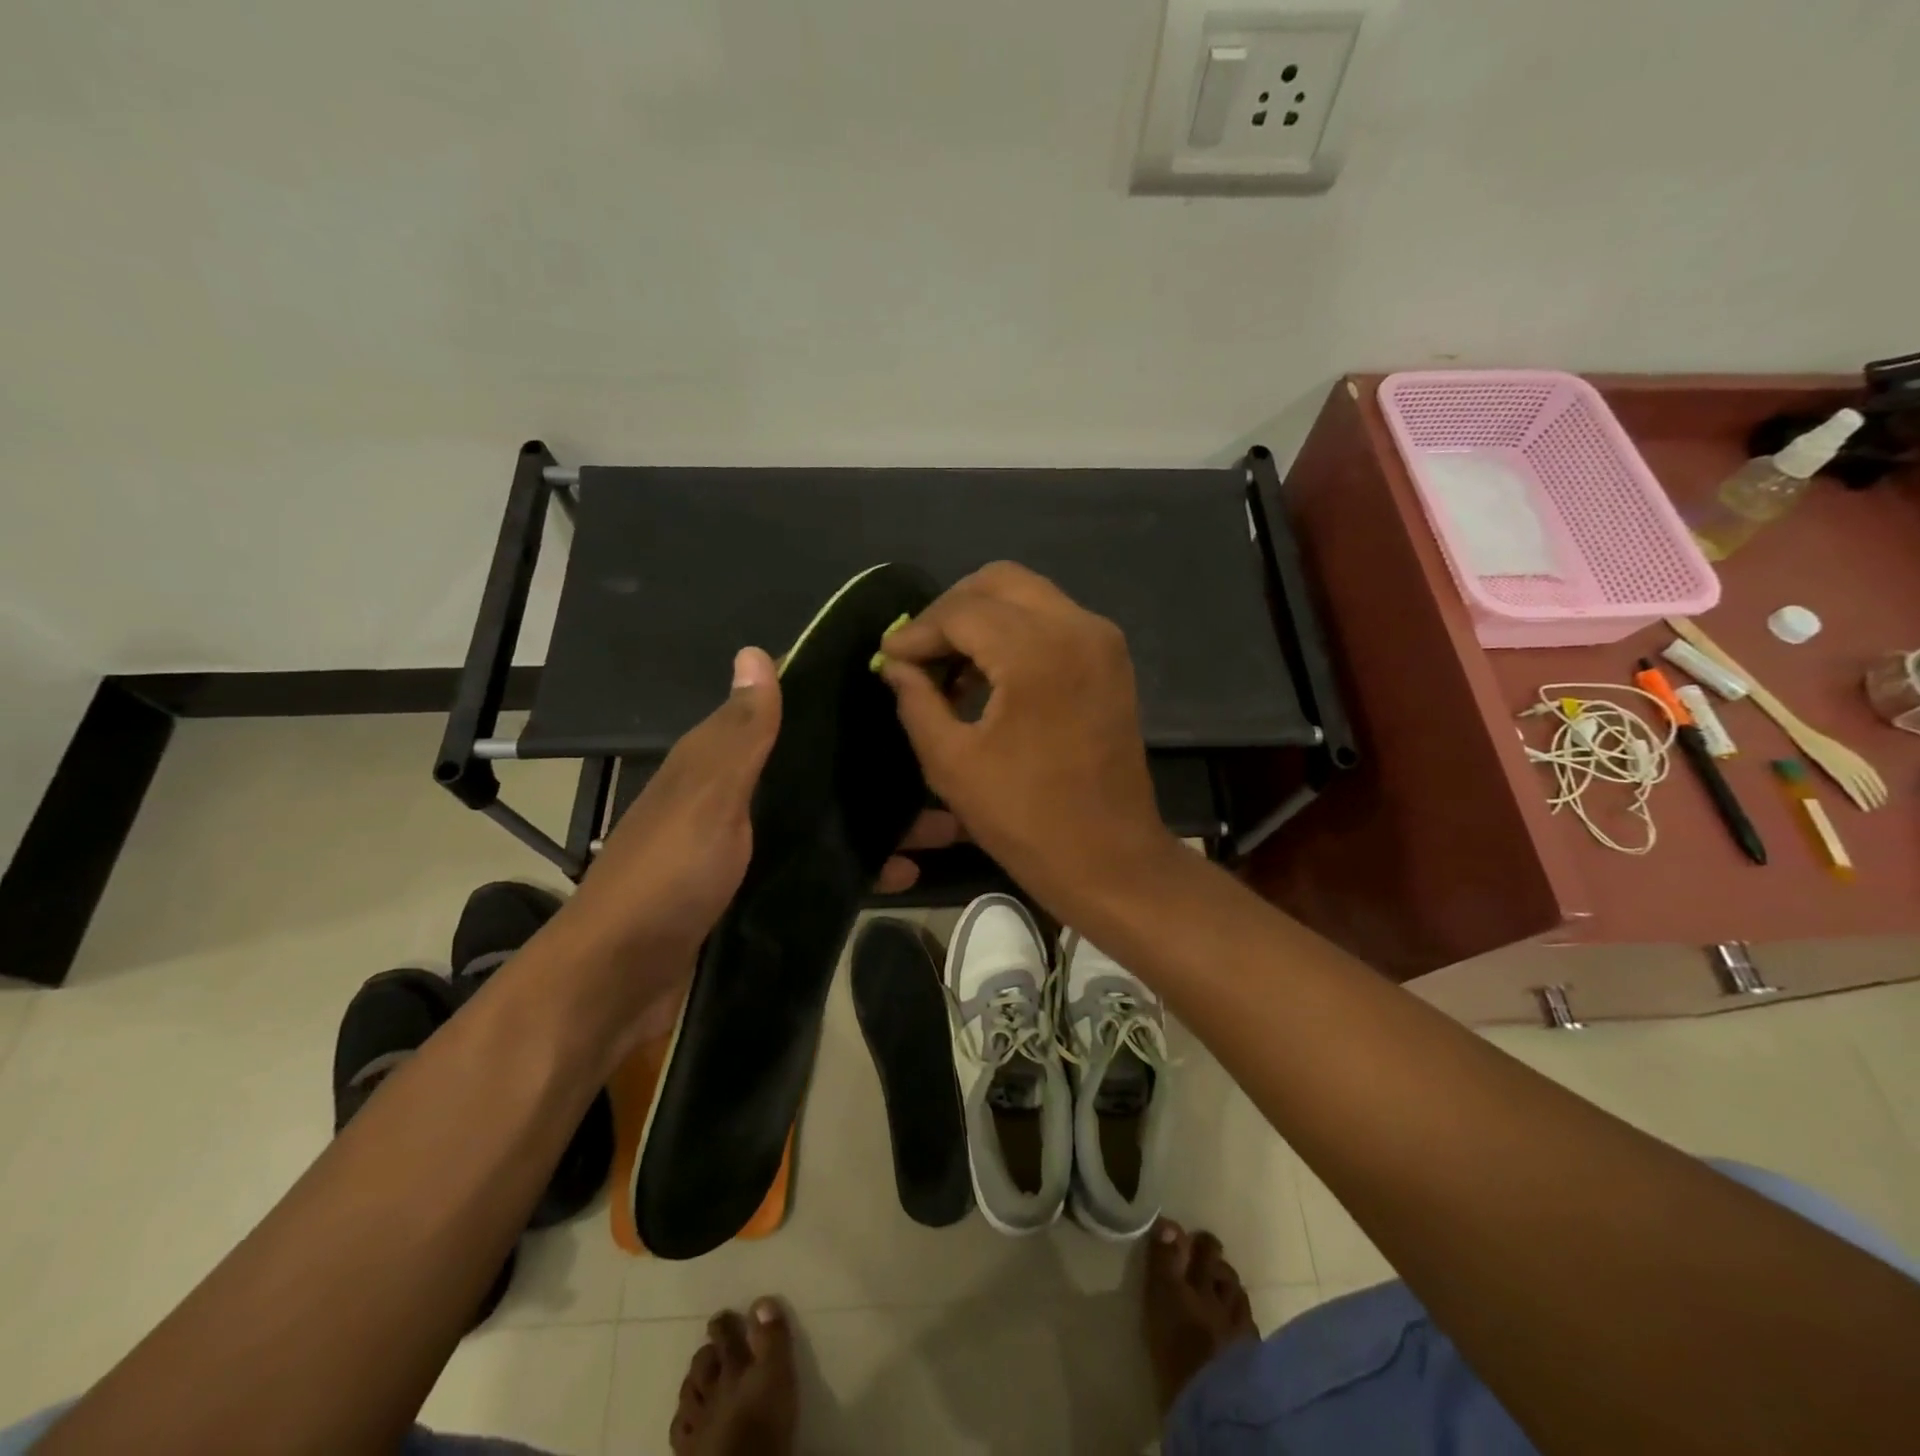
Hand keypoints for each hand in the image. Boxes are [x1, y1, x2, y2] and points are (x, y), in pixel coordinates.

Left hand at [555, 648, 963, 1042]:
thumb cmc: (668, 876)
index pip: (786, 715)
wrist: (621, 981)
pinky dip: (858, 867)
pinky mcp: (762, 891)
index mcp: (720, 762)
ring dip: (877, 822)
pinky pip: (821, 867)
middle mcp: (738, 796)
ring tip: (943, 825)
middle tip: (942, 769)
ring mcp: (751, 847)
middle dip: (875, 772)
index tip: (901, 694)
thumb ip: (740, 734)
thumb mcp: (708, 797)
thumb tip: (756, 650)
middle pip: (817, 772)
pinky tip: (904, 874)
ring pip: (825, 820)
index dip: (838, 703)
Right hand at [876, 562, 1176, 919]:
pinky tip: (988, 675)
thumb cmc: (1025, 818)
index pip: (963, 611)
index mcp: (1038, 652)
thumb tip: (896, 664)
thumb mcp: (952, 762)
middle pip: (1000, 582)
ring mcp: (1102, 641)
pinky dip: (1015, 633)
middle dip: (951, 610)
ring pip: (1029, 596)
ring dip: (983, 619)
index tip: (888, 656)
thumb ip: (917, 700)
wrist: (1109, 857)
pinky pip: (1053, 621)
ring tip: (949, 668)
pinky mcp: (1111, 660)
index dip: (917, 631)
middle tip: (919, 651)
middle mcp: (1077, 628)